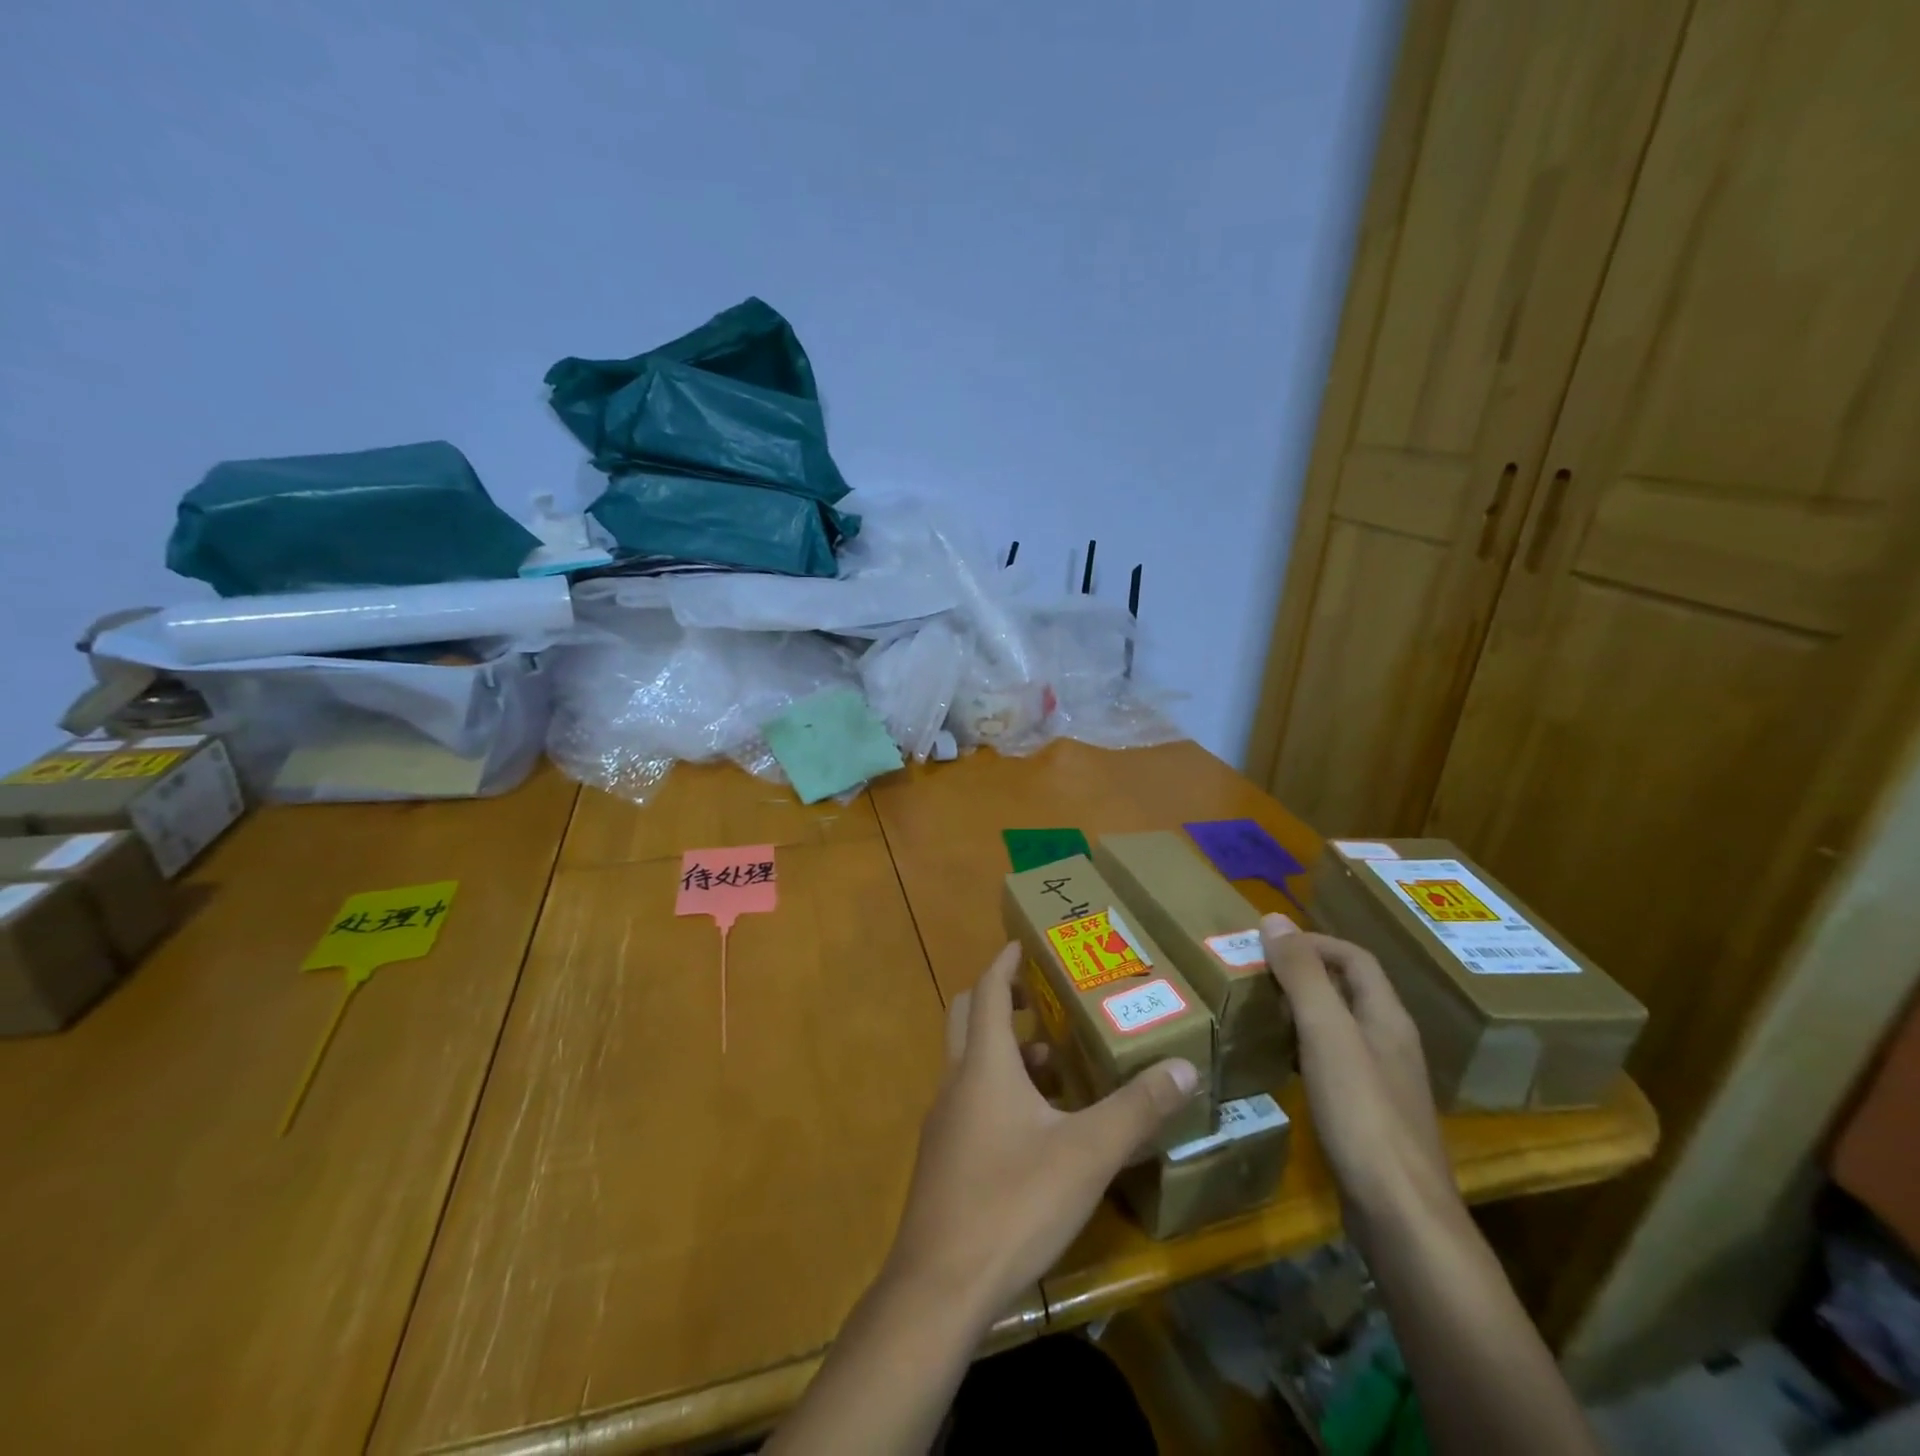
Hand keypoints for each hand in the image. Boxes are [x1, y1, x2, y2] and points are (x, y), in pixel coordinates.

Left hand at [883, 941, 1201, 1318]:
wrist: (939, 1288)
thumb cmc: (1012, 1203)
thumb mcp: (1086, 1155)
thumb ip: (1136, 1110)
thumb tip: (1183, 1067)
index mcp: (984, 1065)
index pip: (986, 991)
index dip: (1004, 963)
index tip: (1024, 943)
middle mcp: (957, 1082)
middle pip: (967, 1018)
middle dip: (998, 999)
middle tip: (1040, 997)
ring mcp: (944, 1122)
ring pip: (971, 1064)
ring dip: (1005, 1053)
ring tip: (1056, 1066)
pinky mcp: (944, 1159)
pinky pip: (971, 1102)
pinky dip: (1000, 1093)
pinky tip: (1037, 1129)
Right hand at [1261, 916, 1455, 1225]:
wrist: (1400, 1216)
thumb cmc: (1362, 1114)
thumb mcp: (1326, 1034)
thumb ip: (1302, 976)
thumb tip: (1274, 919)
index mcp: (1387, 1018)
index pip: (1355, 959)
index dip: (1314, 942)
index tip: (1268, 943)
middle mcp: (1390, 1043)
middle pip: (1349, 991)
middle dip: (1304, 974)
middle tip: (1255, 974)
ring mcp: (1383, 1083)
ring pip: (1340, 1028)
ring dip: (1303, 1011)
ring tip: (1259, 1010)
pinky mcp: (1369, 1117)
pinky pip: (1334, 1063)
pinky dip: (1304, 1049)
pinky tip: (1280, 1063)